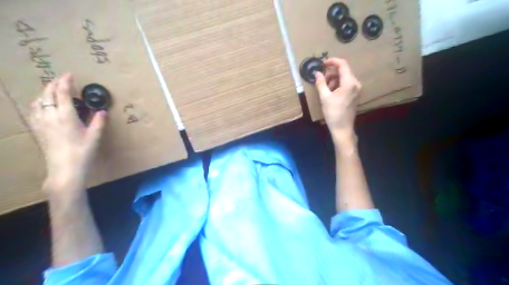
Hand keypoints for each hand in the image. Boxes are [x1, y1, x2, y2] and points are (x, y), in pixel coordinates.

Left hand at [28, 72, 106, 195]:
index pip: (62, 93)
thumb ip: (99, 122)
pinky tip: (42, 105)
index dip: (65, 82)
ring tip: (53, 90)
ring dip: (45, 92)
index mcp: (65, 116)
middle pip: (47, 94)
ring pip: (38, 101)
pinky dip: (38, 102)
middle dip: (54, 84)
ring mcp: (41, 122)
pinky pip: (33, 110)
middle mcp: (50, 116)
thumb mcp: (95, 136)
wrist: (65, 168)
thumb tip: (102, 111)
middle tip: (62, 79)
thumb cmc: (82, 151)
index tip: (70, 75)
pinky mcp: (37, 129)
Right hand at [315, 58, 361, 142]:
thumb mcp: (324, 97)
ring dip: (334, 80)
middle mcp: (356, 83)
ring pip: (344, 77)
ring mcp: (357, 89)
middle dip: (331, 73)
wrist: (342, 128)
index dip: (332, 61)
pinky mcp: (355, 94)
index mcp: (349, 83)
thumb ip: (321, 83)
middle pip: (343, 71)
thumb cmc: (333, 113)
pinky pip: (346, 84)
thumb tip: (317, 73)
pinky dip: (338, 85)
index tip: (322, 64)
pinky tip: (331, 93)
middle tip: (322, 82)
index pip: (343, 64)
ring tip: (326, 90)